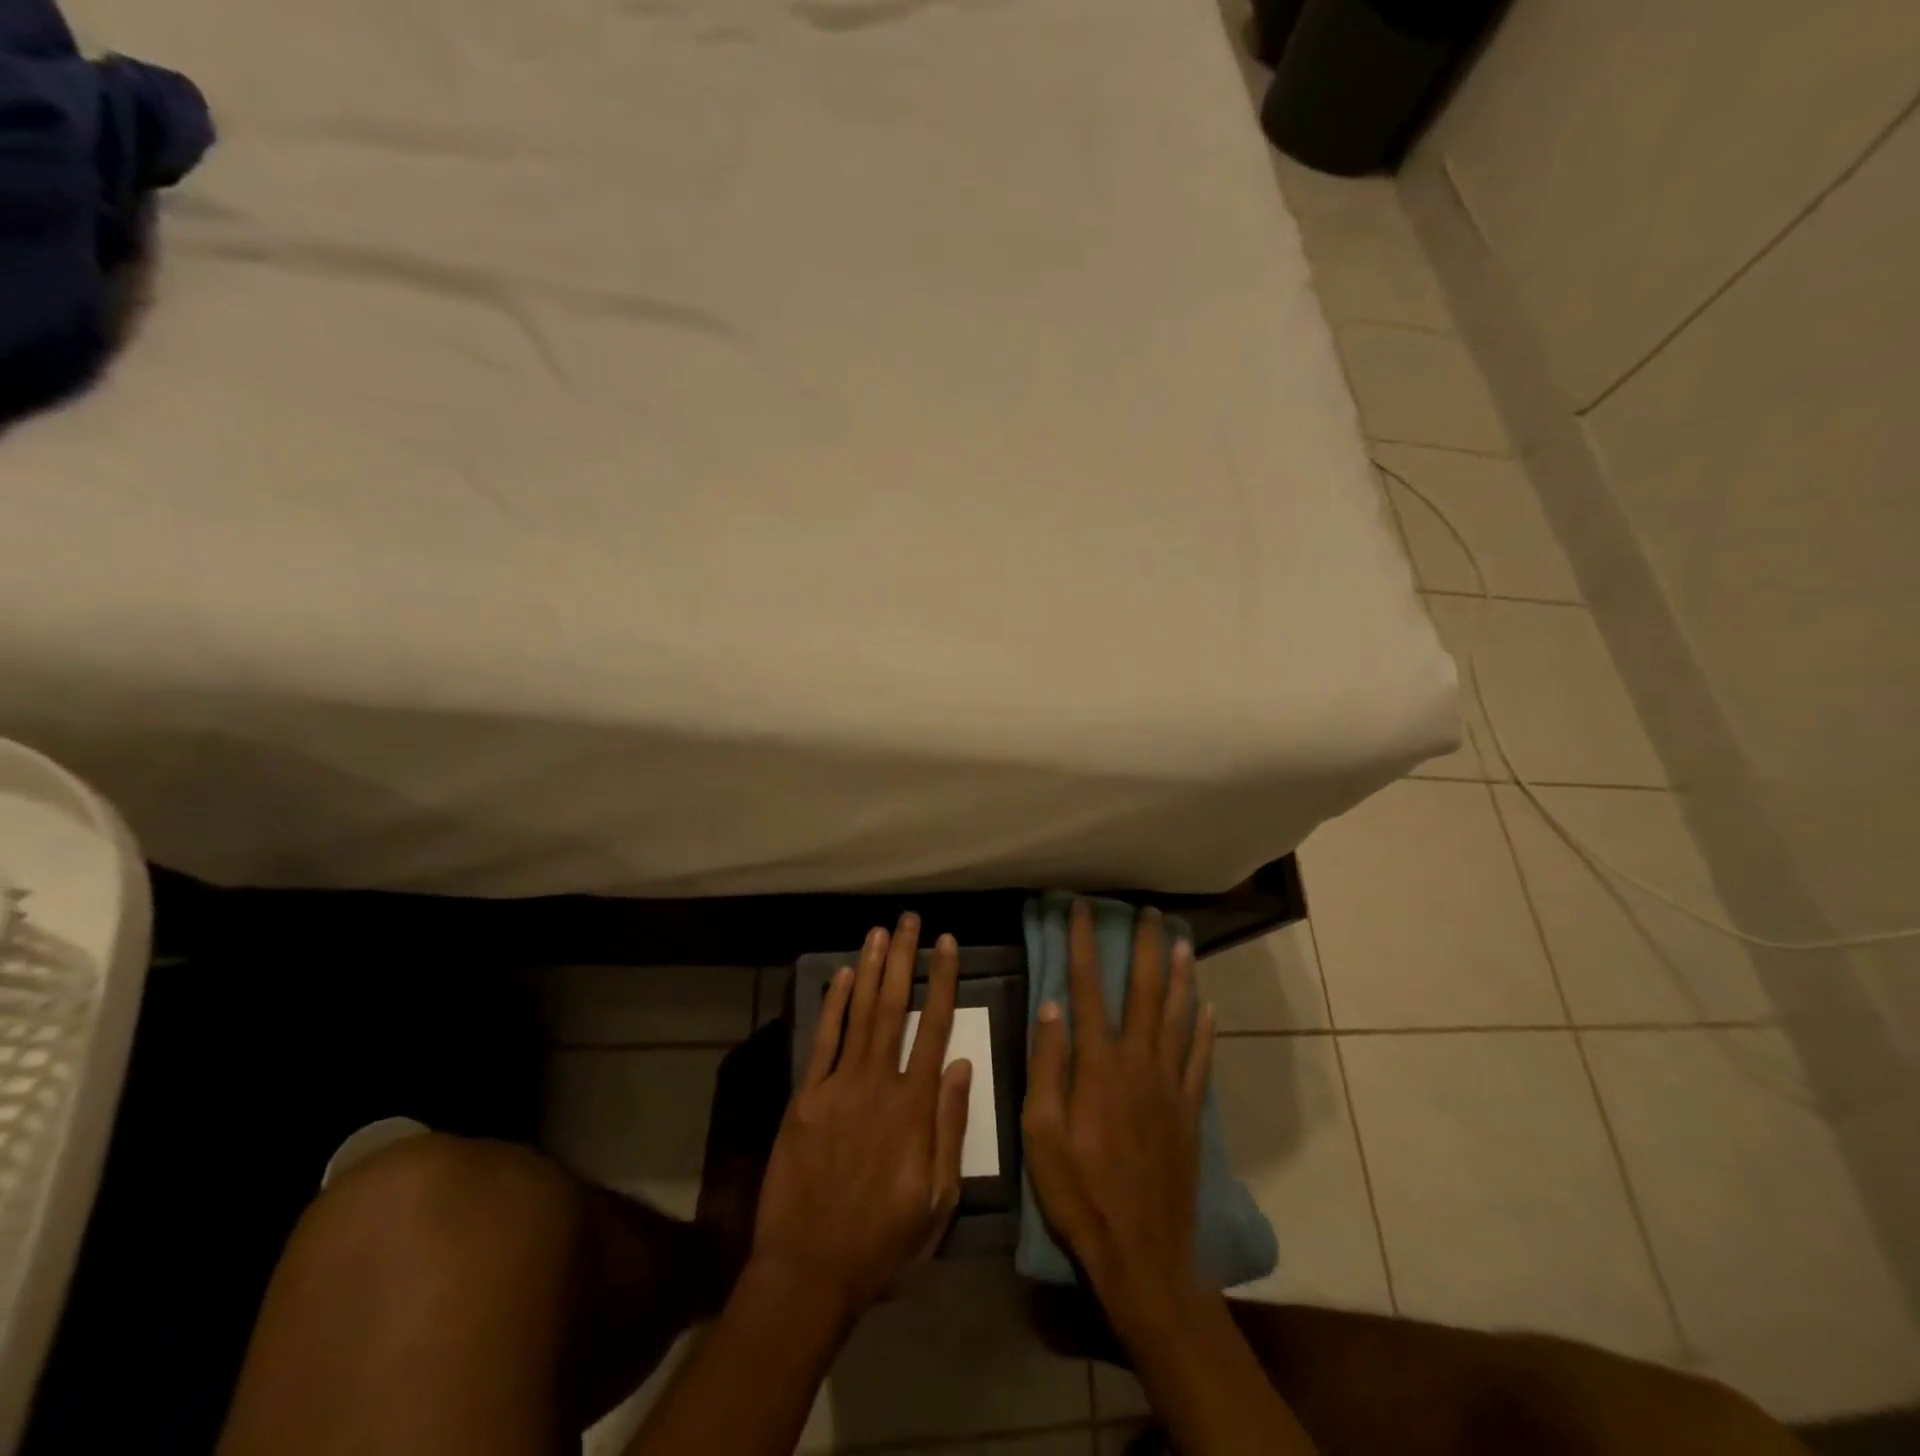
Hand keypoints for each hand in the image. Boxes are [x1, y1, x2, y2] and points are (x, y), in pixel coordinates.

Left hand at [750, 914, 972, 1322]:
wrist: (808, 1272)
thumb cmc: (883, 1243)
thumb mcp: (938, 1201)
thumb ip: (950, 1127)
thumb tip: (961, 1063)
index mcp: (914, 1107)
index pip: (934, 1027)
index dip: (942, 981)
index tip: (947, 943)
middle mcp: (877, 1083)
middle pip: (893, 1007)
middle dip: (903, 958)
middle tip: (910, 919)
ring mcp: (837, 1086)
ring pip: (859, 1013)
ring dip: (870, 969)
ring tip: (880, 932)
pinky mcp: (805, 1098)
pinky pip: (822, 1041)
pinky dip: (832, 1005)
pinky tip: (842, 976)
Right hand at [1022, 900, 1214, 1326]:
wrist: (1142, 1253)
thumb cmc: (1079, 1193)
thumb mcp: (1041, 1133)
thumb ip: (1047, 1065)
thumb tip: (1051, 1005)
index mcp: (1098, 1065)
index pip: (1088, 988)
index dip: (1084, 945)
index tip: (1082, 909)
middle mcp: (1139, 1062)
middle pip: (1145, 992)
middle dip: (1145, 947)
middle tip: (1149, 912)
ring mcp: (1170, 1085)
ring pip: (1179, 1016)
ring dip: (1180, 976)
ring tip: (1182, 941)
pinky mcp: (1189, 1110)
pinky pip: (1200, 1058)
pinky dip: (1204, 1028)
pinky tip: (1207, 1007)